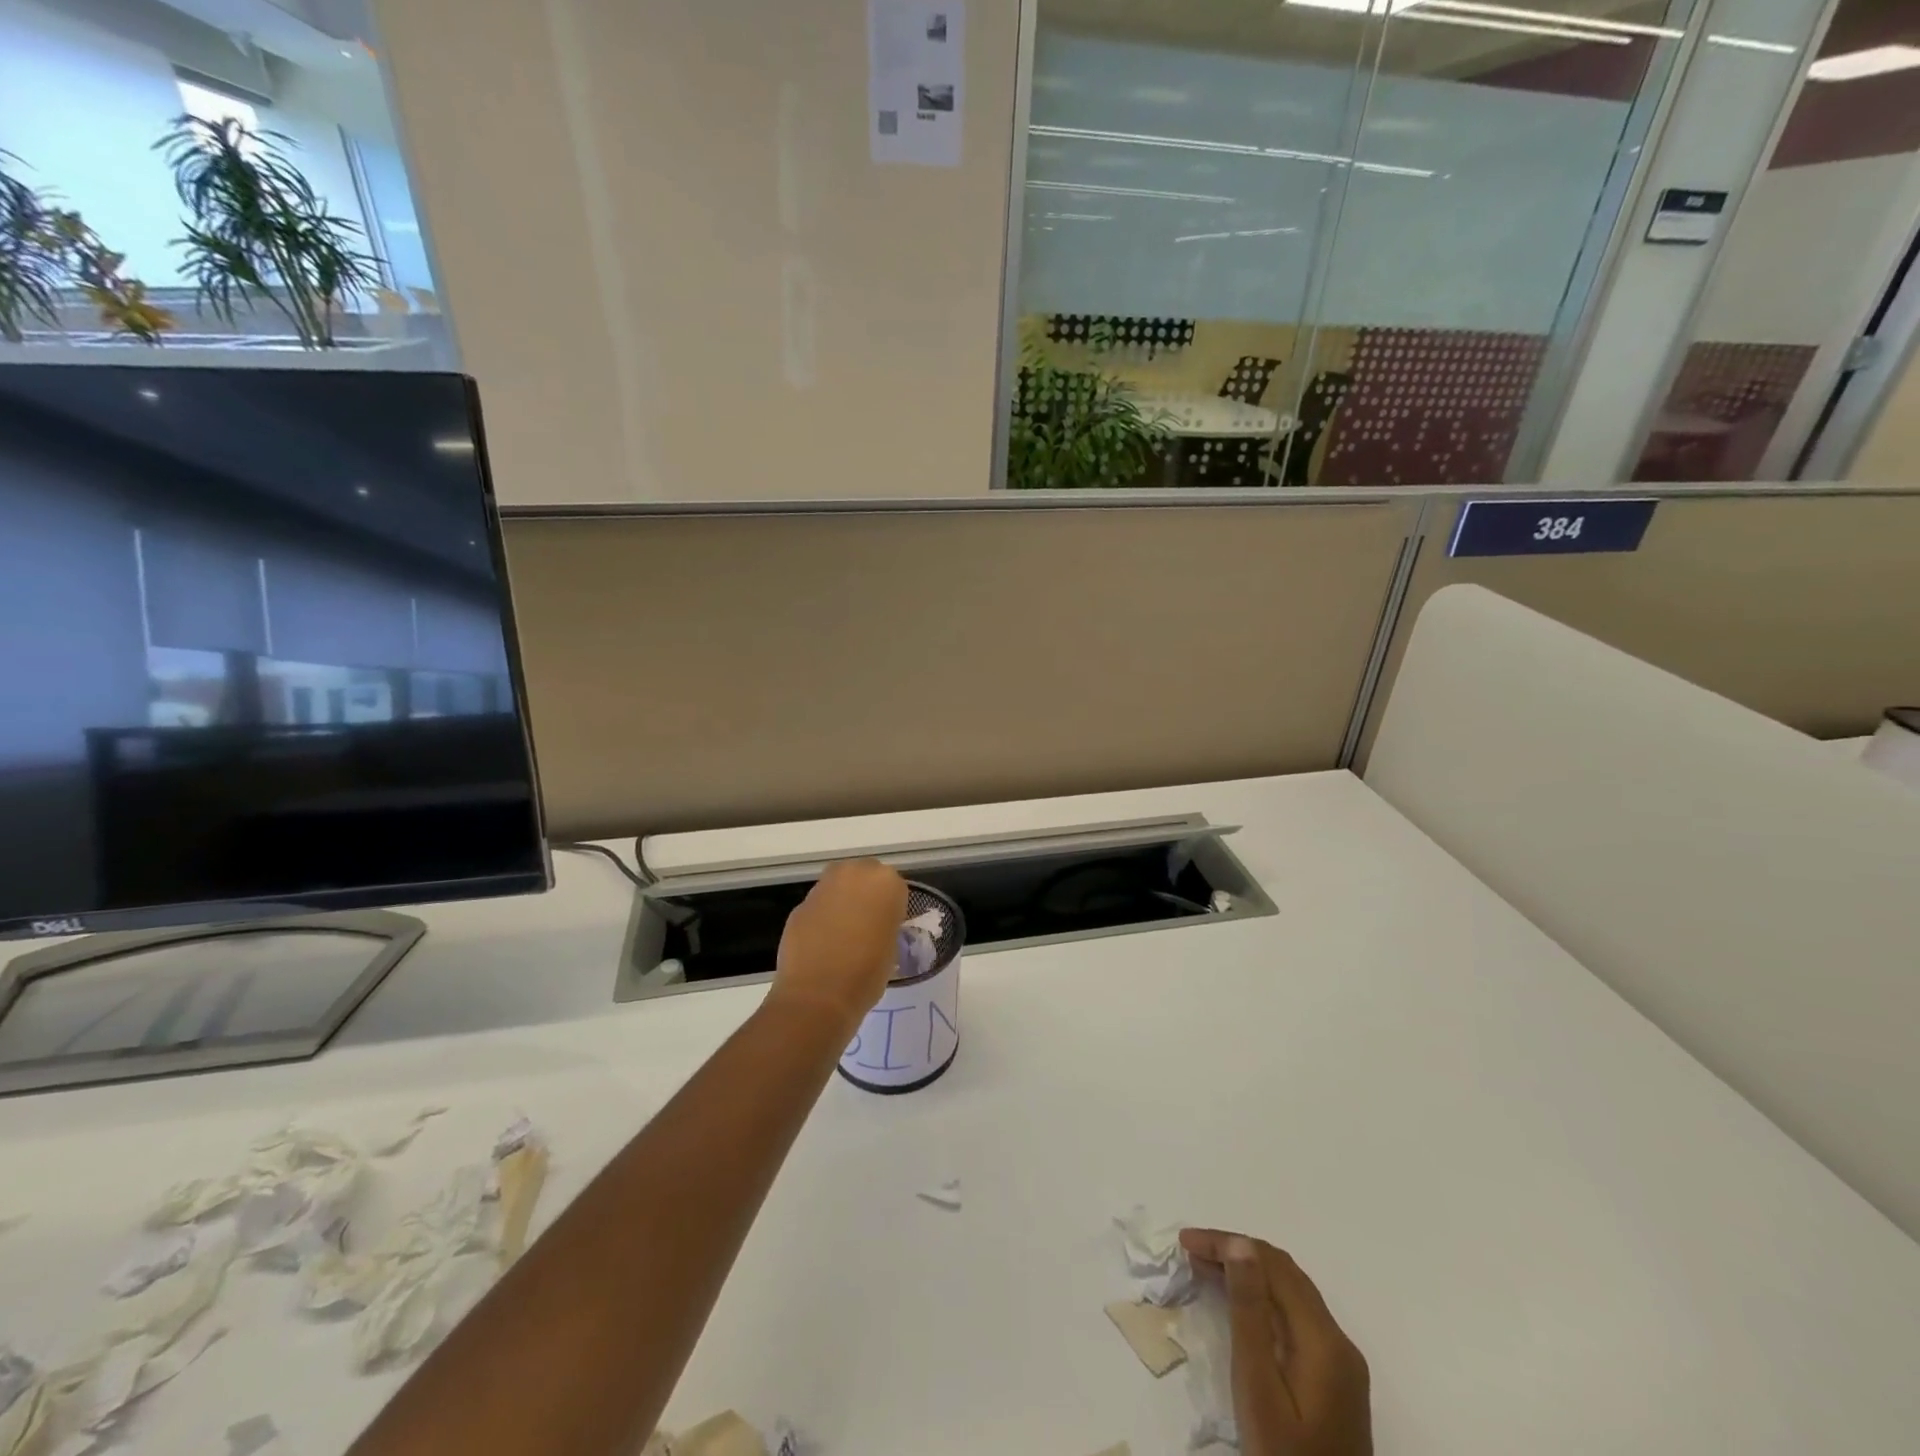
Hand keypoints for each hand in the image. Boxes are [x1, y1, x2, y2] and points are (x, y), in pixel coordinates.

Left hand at [770, 859, 908, 1029]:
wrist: (818, 995)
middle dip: (865, 894)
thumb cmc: (867, 973)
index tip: (888, 926)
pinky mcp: (799, 905)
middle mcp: (853, 874)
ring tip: (843, 934)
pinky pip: (818, 906)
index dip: (891, 907)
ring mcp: (822, 888)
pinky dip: (821, 918)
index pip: (894, 887)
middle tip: (867, 924)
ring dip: (842, 902)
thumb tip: (874, 923)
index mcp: (885, 882)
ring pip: (838, 887)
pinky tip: (822, 944)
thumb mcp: (892, 946)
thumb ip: (886, 922)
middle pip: (863, 876)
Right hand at [1179, 1229, 1371, 1455]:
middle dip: (1236, 1251)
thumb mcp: (1258, 1387)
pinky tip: (1239, 1303)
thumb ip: (1250, 1314)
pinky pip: (1296, 1316)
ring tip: (1205, 1268)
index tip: (1185, 1241)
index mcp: (1323, 1339)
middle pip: (1285, 1272)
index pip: (1272, 1265)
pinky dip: (1264, 1297)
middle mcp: (1339, 1340)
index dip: (1228, 1243)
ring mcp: (1342, 1361)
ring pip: (1291, 1291)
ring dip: (1250, 1271)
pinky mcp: (1336, 1378)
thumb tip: (1240, 1244)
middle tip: (1191, 1251)